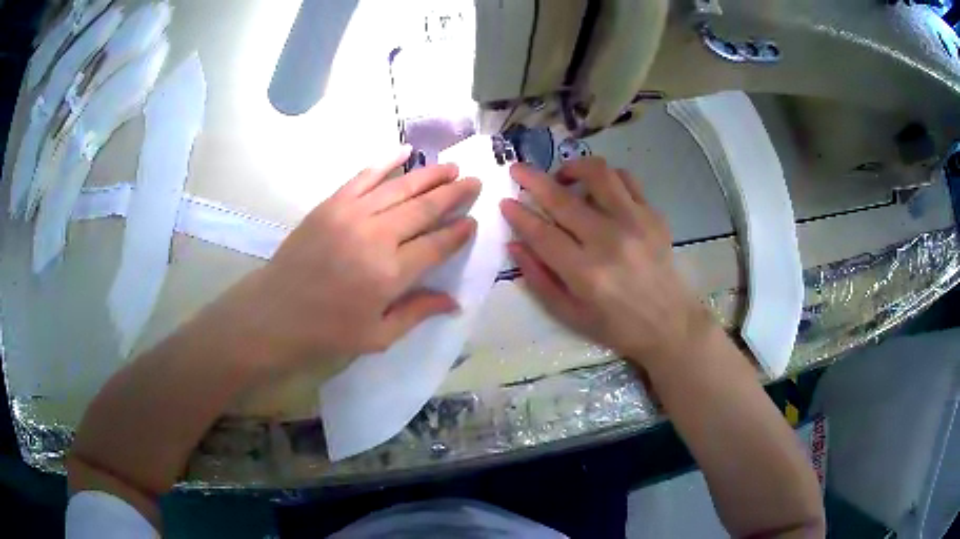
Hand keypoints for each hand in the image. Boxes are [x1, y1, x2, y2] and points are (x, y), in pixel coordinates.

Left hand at [209, 146, 480, 371]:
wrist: (275, 312)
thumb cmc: (327, 331)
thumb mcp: (377, 336)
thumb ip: (417, 313)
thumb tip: (455, 302)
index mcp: (391, 274)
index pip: (436, 245)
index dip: (458, 232)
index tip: (472, 221)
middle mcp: (376, 237)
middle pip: (424, 208)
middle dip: (453, 193)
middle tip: (474, 181)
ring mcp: (352, 214)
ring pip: (399, 187)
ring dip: (429, 175)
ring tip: (451, 167)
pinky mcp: (331, 204)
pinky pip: (364, 176)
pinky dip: (385, 162)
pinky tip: (404, 152)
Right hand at [500, 158, 713, 367]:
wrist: (670, 324)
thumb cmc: (617, 326)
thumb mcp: (570, 315)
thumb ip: (539, 280)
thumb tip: (515, 244)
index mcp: (586, 274)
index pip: (542, 234)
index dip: (519, 215)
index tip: (505, 201)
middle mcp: (610, 241)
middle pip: (563, 200)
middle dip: (533, 180)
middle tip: (518, 170)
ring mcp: (636, 223)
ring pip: (599, 175)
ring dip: (573, 168)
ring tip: (562, 176)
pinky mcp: (653, 216)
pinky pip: (627, 180)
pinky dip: (607, 177)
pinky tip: (598, 189)